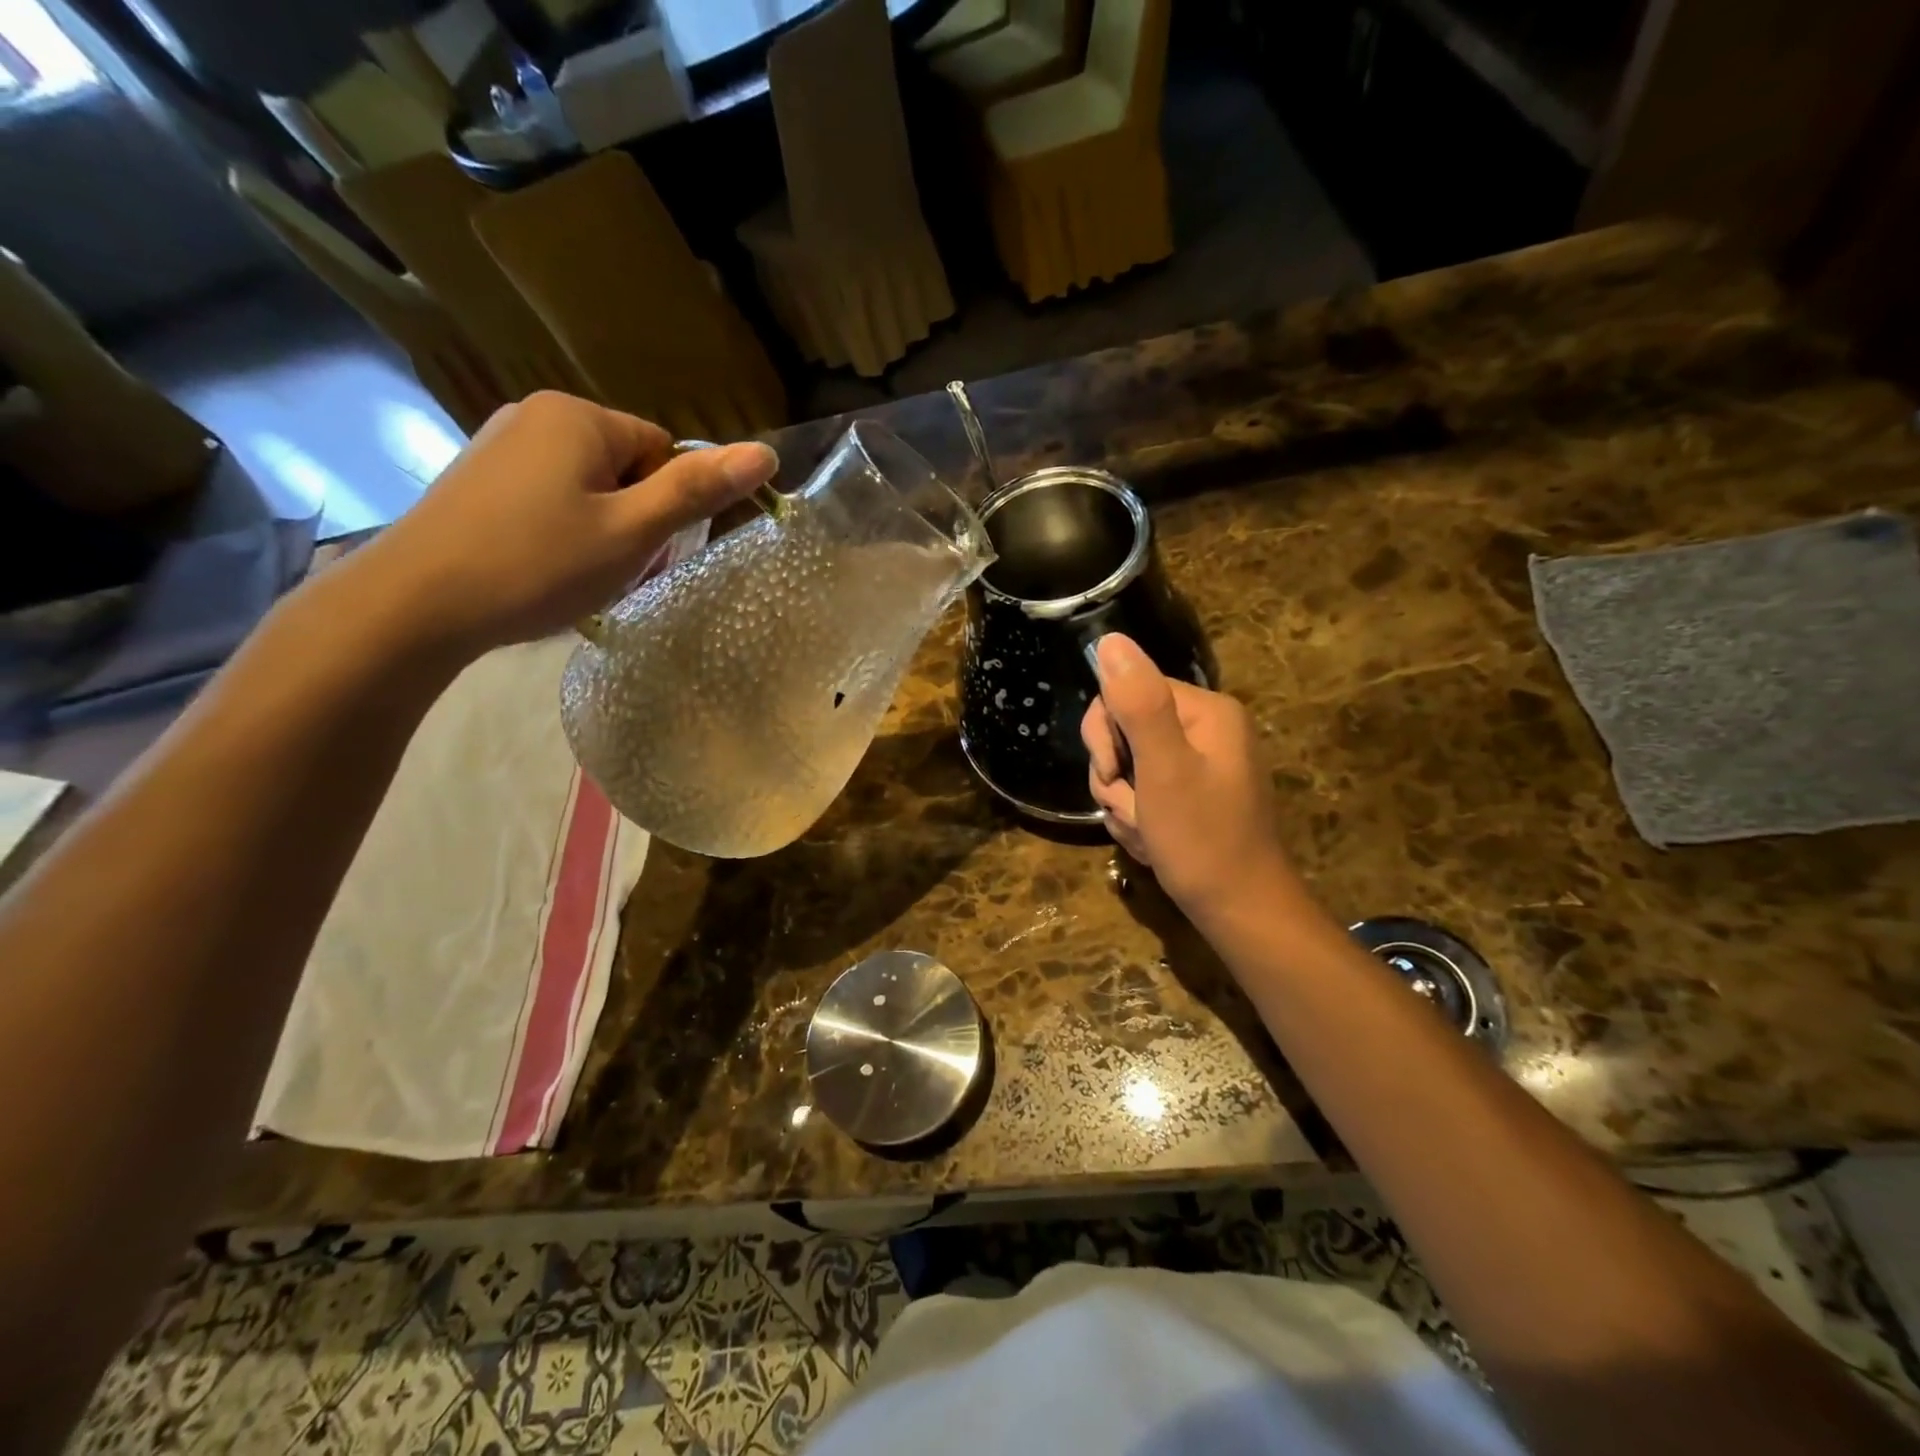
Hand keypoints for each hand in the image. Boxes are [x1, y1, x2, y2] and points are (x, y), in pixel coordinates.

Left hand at [348, 392, 777, 655]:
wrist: (416, 604)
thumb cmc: (538, 564)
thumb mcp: (632, 532)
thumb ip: (697, 490)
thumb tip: (765, 451)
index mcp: (578, 417)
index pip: (663, 451)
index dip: (667, 506)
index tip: (646, 551)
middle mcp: (536, 415)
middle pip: (626, 468)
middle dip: (634, 520)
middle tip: (612, 570)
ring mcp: (499, 445)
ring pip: (588, 488)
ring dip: (600, 531)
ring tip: (576, 575)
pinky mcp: (476, 479)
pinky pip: (548, 498)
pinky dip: (560, 532)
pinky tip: (541, 568)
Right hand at [1081, 634, 1300, 923]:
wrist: (1240, 912)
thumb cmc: (1203, 840)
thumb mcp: (1164, 769)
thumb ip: (1138, 703)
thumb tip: (1111, 640)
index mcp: (1204, 712)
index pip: (1126, 692)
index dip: (1106, 735)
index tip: (1115, 774)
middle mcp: (1204, 728)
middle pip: (1124, 729)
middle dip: (1115, 776)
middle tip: (1133, 810)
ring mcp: (1199, 763)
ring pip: (1127, 765)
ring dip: (1123, 802)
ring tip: (1146, 832)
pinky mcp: (1191, 793)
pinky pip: (1143, 791)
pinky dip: (1137, 817)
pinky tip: (1153, 841)